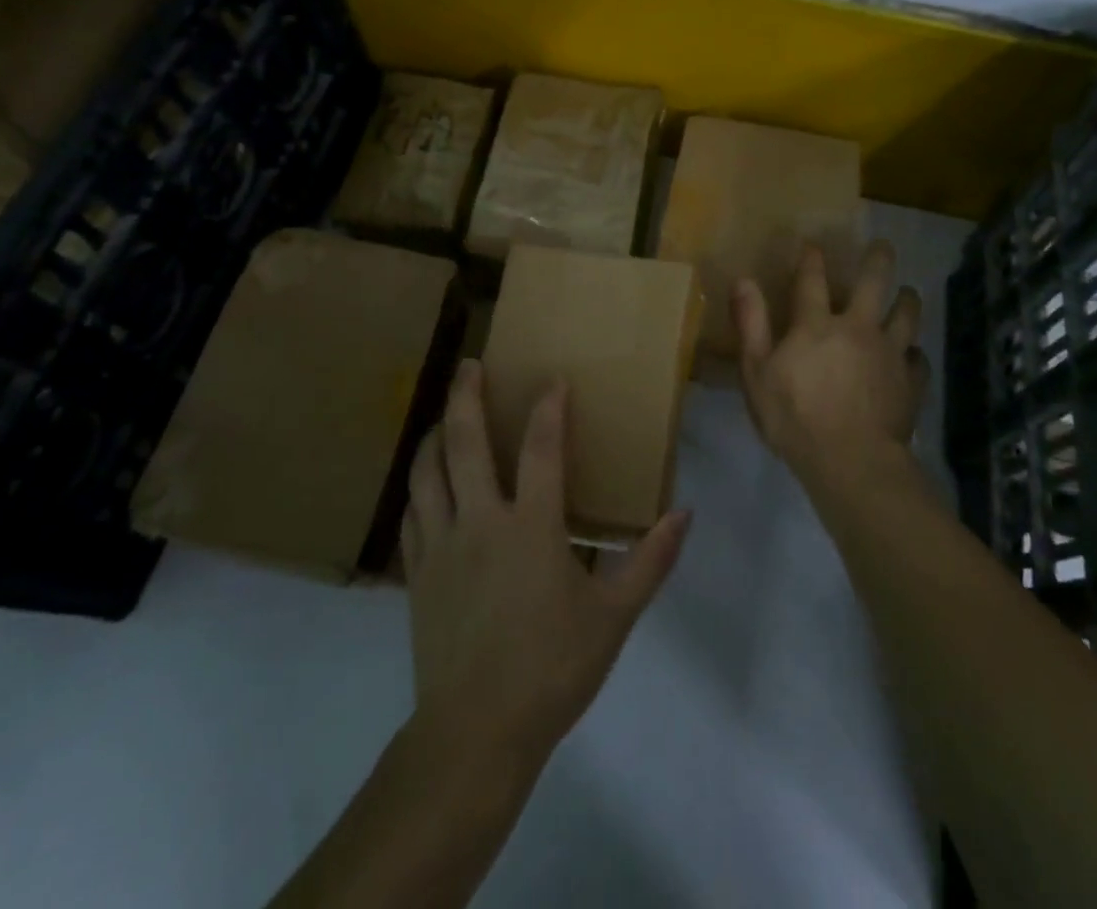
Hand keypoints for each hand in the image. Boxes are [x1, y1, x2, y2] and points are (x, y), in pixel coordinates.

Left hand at [402, 360, 691, 769]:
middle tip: (469, 364)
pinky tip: (425, 482)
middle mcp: (481, 521)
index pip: (542, 448)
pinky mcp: (418, 572)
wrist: (477, 731)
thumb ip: (650, 561)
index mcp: (531, 527)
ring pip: (428, 471)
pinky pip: (413, 512)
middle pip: (466, 442)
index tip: (553, 380)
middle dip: (467, 396)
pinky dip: (419, 486)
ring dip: (435, 434)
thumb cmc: (552, 668)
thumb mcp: (614, 617)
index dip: (549, 409)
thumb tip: (684, 514)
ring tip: (444, 415)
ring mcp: (441, 544)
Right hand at [733, 240, 928, 485]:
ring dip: (907, 300)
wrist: (852, 460)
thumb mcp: (757, 372)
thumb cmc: (794, 417)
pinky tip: (911, 356)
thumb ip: (751, 324)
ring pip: (906, 315)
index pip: (812, 280)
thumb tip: (743, 280)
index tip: (813, 244)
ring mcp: (890, 353)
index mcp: (817, 324)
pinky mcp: (911, 381)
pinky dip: (914, 353)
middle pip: (874, 283)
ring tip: (909, 293)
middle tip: (883, 245)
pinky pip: (918, 359)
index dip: (811, 259)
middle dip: (878, 260)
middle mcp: (858, 328)